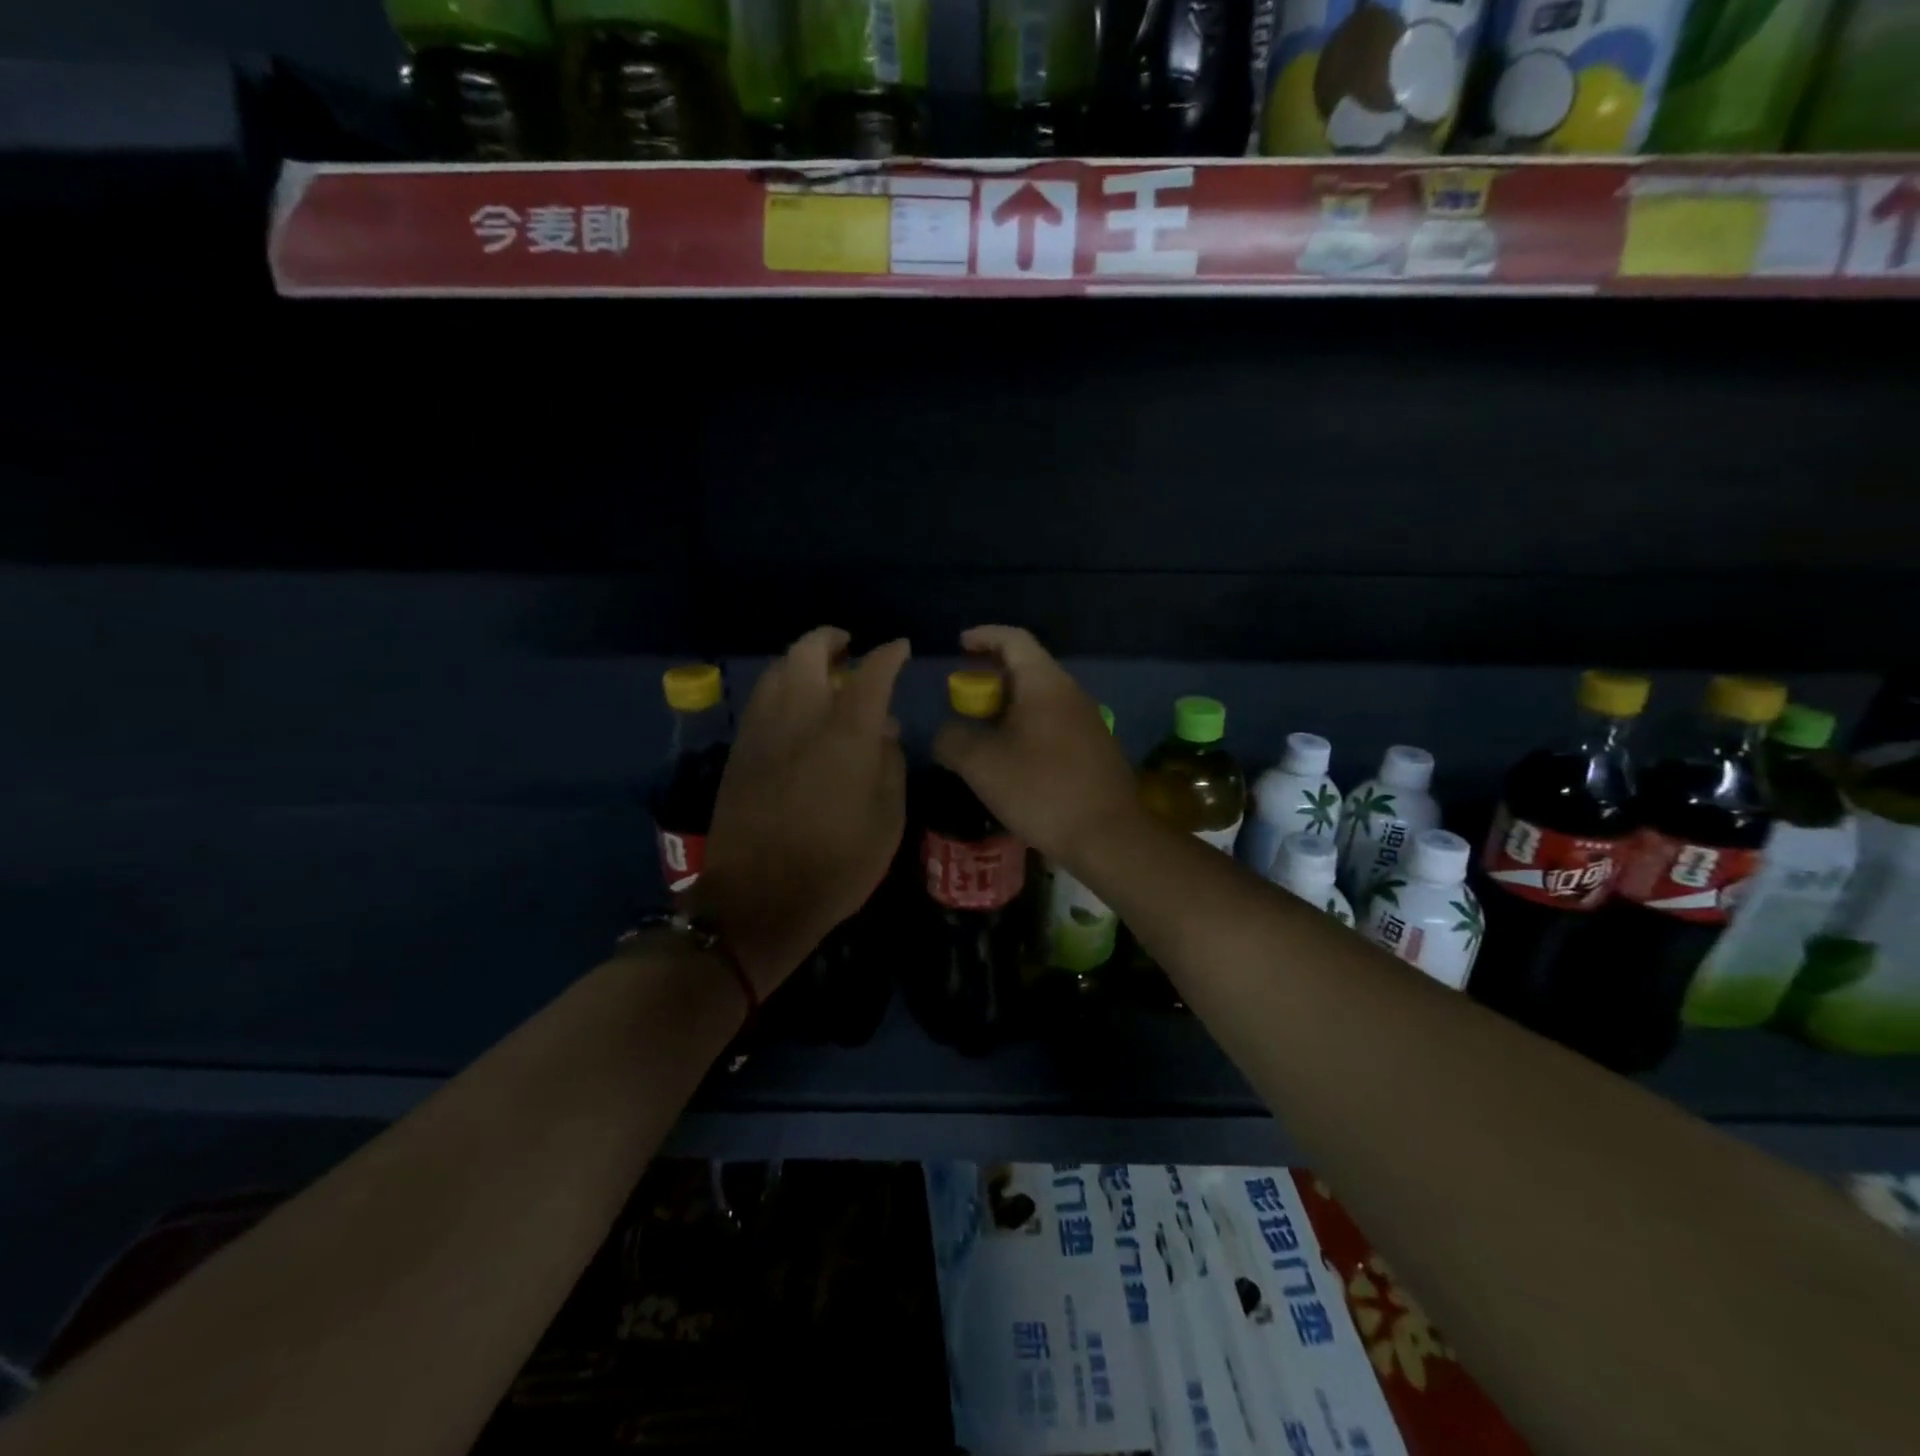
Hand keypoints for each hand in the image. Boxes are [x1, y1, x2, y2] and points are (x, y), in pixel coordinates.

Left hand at [695, 628, 909, 997]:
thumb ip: (890, 765)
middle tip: (848, 648)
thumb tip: (885, 730)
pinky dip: (780, 688)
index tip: (900, 649)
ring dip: (801, 661)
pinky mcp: (740, 751)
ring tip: (821, 675)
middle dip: (830, 639)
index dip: (889, 655)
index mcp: (845, 734)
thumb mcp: (887, 821)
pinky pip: (760, 700)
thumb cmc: (837, 866)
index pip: (871, 674)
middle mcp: (800, 718)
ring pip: (777, 671)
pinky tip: (793, 708)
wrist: (758, 901)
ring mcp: (763, 732)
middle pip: (808, 652)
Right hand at [932, 625, 1139, 867]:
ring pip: (1039, 699)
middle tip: (961, 698)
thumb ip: (953, 739)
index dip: (983, 636)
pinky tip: (1011, 759)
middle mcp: (1070, 693)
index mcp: (1045, 683)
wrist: (1108, 836)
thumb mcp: (981, 764)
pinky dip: (1025, 728)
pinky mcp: (1094, 748)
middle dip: (989, 678)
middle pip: (1026, 668)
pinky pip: (1052, 723)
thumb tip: (945, 731)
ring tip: (980, 732)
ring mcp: (1087, 721)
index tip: (958, 646)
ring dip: (1006, 707)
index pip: (1013, 639)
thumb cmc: (1041, 790)